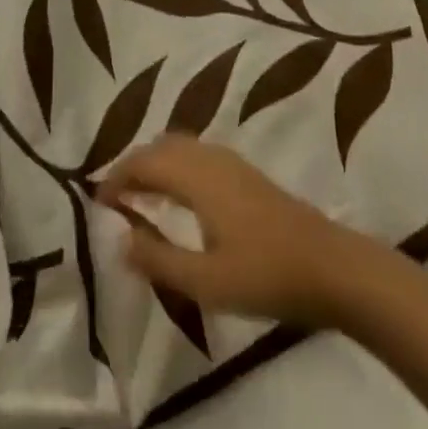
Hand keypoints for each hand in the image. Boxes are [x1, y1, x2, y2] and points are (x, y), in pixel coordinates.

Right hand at [97, 134, 370, 326]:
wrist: (329, 266)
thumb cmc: (264, 273)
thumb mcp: (205, 281)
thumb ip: (159, 259)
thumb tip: (121, 239)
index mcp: (196, 174)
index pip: (144, 161)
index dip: (117, 177)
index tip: (98, 202)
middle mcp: (210, 156)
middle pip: (160, 147)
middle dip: (134, 167)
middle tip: (115, 199)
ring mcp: (230, 161)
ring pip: (180, 148)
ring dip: (156, 165)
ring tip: (140, 199)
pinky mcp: (245, 173)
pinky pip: (196, 156)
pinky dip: (176, 168)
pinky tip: (179, 199)